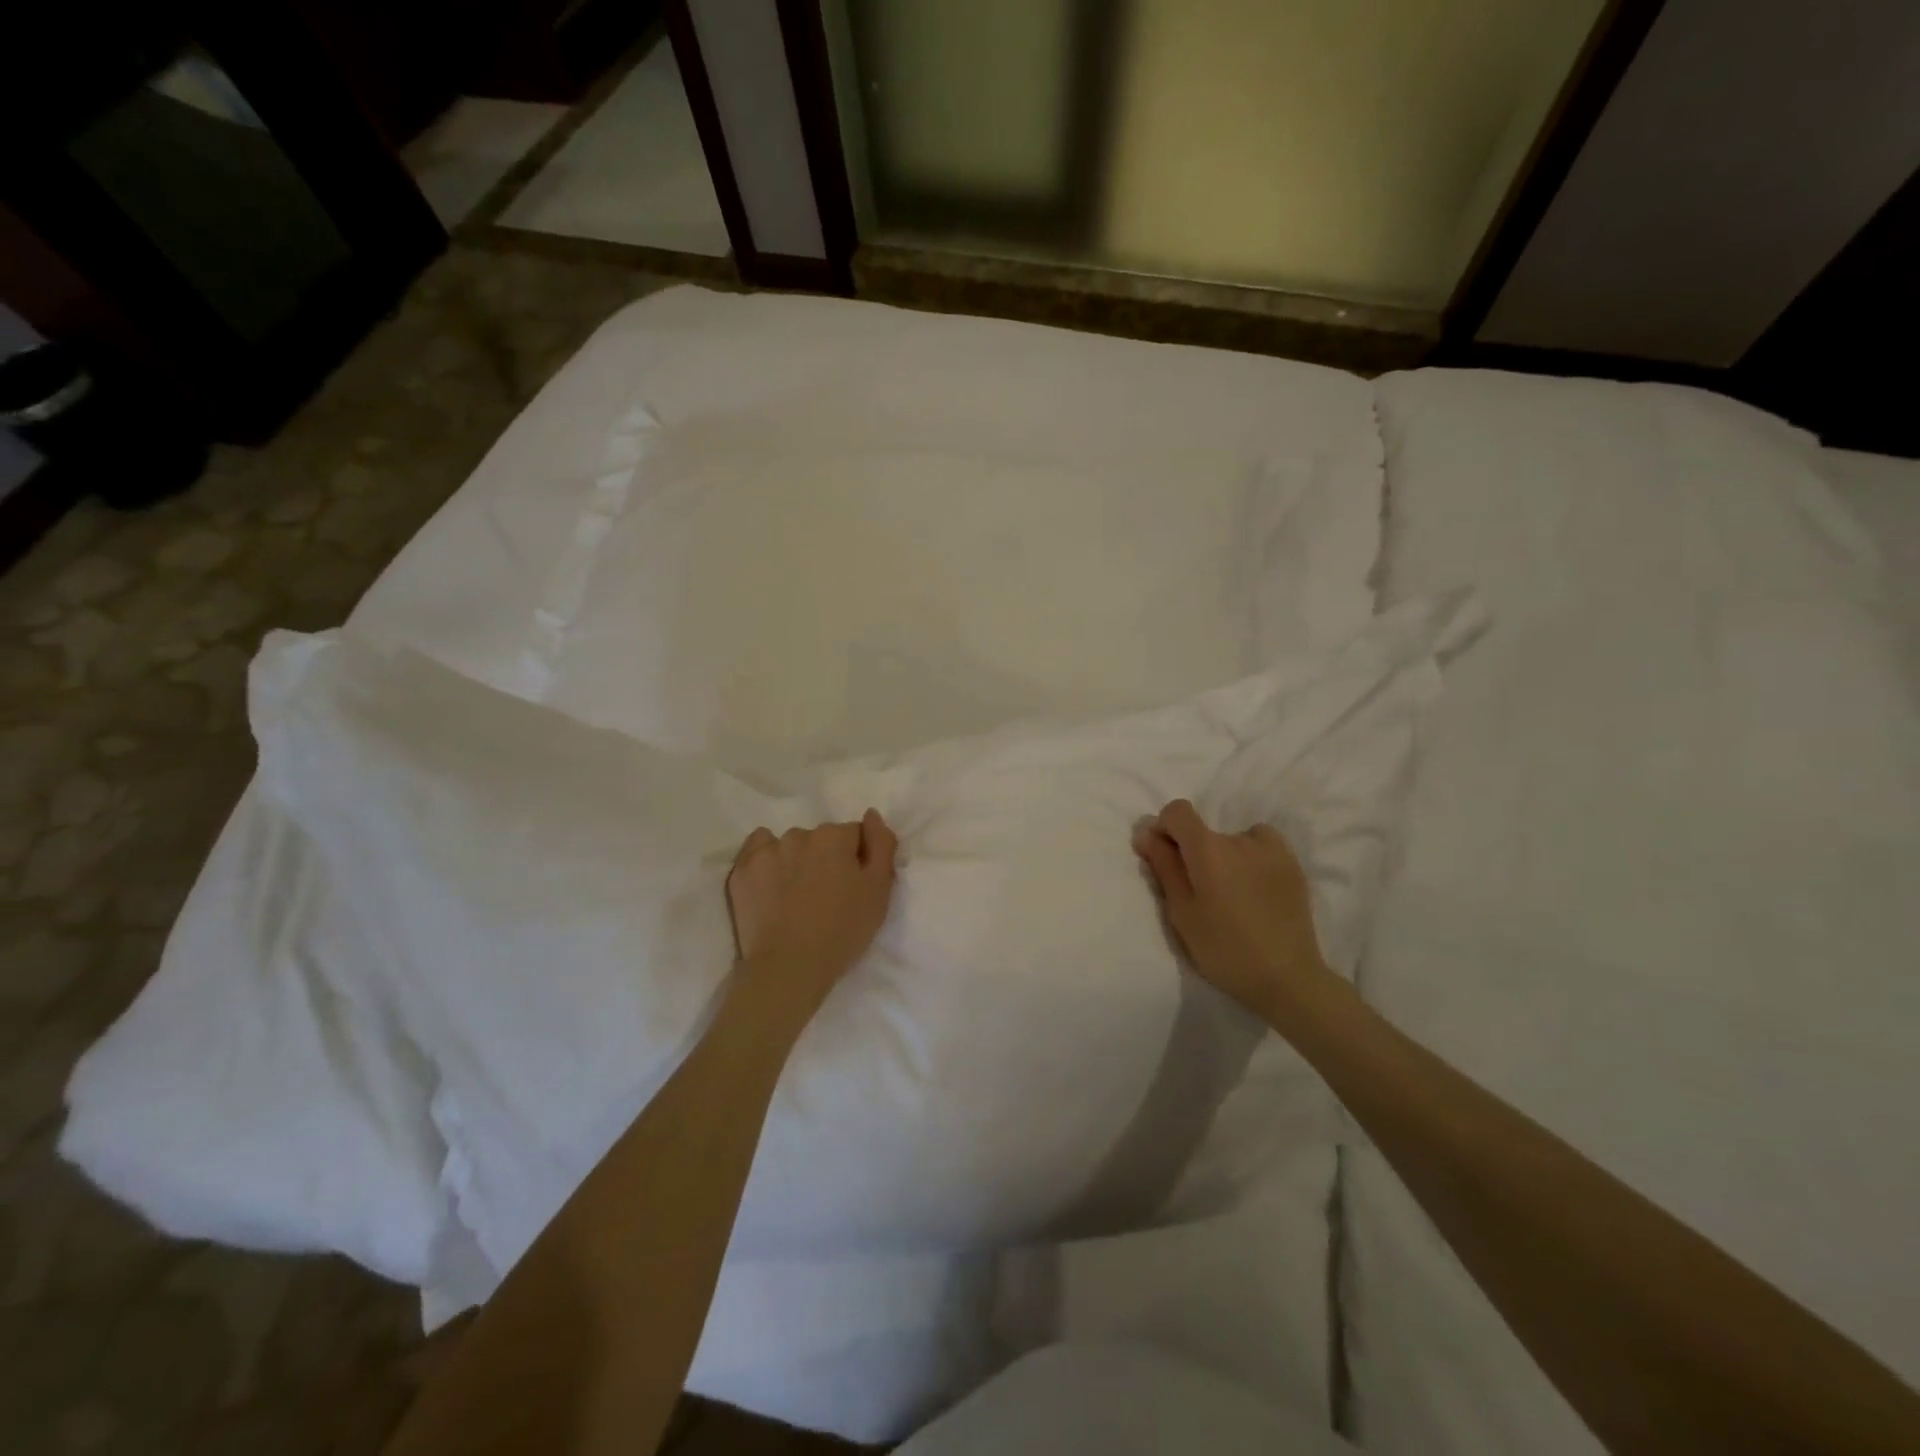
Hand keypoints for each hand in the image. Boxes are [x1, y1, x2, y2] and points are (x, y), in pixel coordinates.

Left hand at [726, 810, 898, 1020]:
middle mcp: (800, 834)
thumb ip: (882, 845)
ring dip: (797, 861)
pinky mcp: (742, 870)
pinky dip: (767, 860)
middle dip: (826, 859)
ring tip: (796, 897)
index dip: (856, 860)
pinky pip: (758, 849)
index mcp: (835, 836)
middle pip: (821, 839)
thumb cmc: (842, 931)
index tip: (853, 887)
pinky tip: (771, 885)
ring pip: (791, 845)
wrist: (788, 967)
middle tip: (826, 896)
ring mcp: (767, 851)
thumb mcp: (879, 891)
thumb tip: (871, 815)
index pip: (854, 835)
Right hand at [1132, 799, 1333, 1016]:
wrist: (1287, 978)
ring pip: (1233, 840)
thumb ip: (1164, 866)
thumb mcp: (1181, 912)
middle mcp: (1241, 838)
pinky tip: (1256, 891)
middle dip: (1196, 853)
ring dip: (1225, 856)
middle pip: (1205, 831)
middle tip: (1202, 893)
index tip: (1166, 858)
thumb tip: (1146, 832)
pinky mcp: (1293, 864)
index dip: (1165, 828)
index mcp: (1209, 849)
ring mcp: (1273, 849)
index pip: (1178, 811)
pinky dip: (1252, 859)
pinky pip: (1261, 847)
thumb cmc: (1223, 949)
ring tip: (1233, 895)